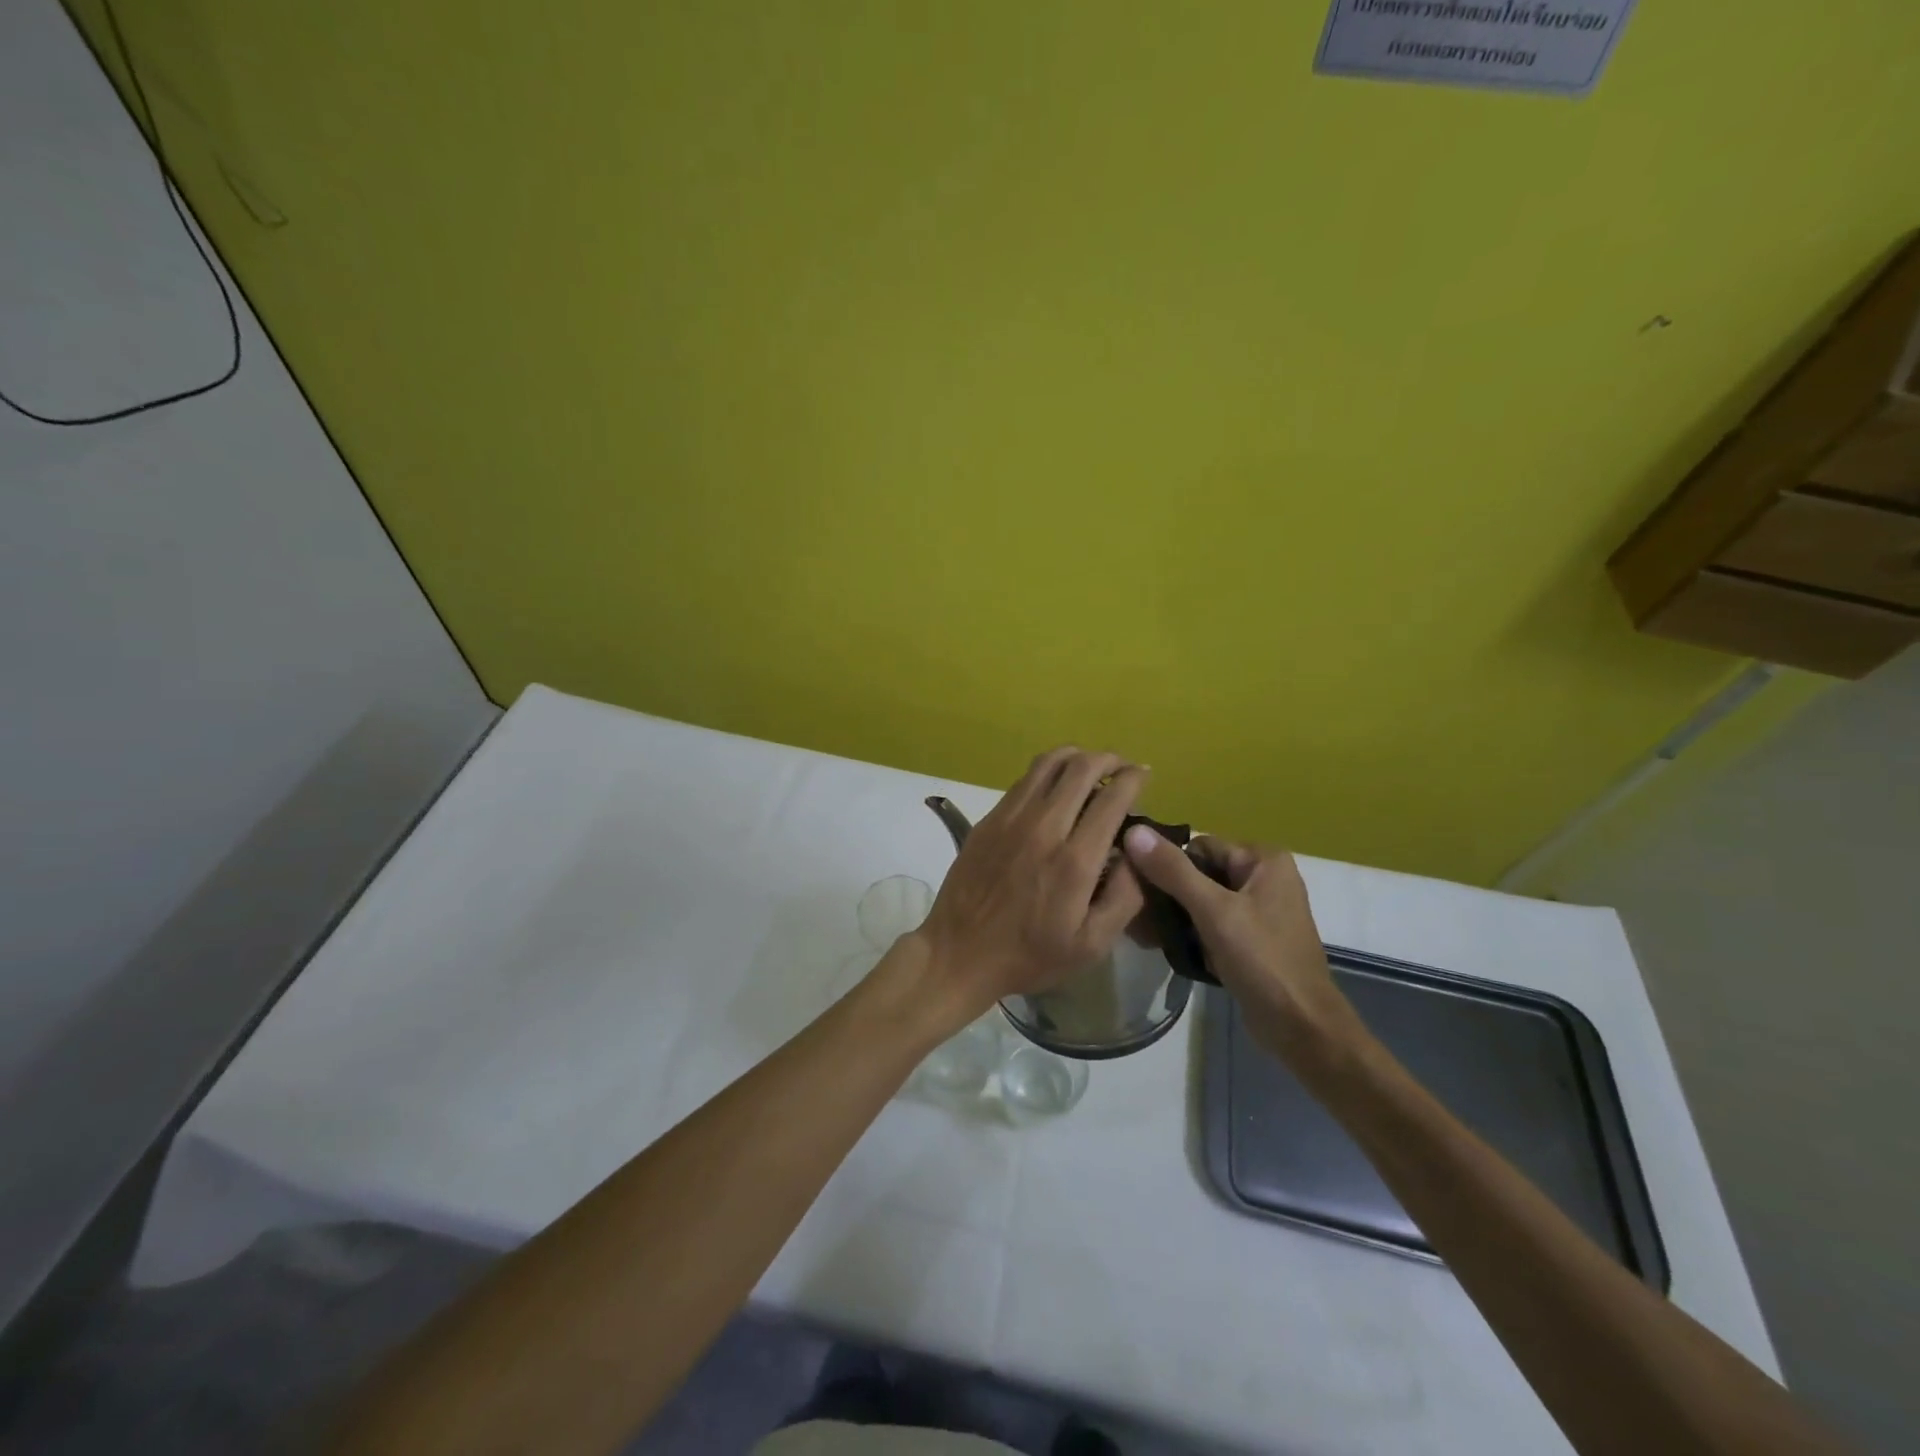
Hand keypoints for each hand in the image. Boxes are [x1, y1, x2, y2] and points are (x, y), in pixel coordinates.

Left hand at [909, 748, 1148, 1031]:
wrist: (960, 953)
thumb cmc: (1030, 955)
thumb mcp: (1092, 945)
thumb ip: (1125, 897)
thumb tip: (1138, 855)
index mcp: (1075, 860)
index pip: (1113, 798)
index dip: (1135, 778)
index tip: (1145, 774)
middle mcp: (1044, 827)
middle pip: (1081, 768)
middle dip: (1110, 759)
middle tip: (1123, 766)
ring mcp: (1011, 818)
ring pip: (1048, 763)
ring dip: (1077, 756)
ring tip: (1091, 766)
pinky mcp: (988, 819)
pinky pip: (1023, 780)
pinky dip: (1047, 772)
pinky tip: (1054, 787)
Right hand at [1121, 828, 1360, 1066]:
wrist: (1301, 1028)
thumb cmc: (1262, 961)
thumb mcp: (1214, 911)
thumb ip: (1173, 871)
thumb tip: (1133, 831)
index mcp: (1263, 860)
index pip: (1198, 847)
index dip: (1166, 864)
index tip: (1136, 887)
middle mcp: (1263, 877)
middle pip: (1199, 873)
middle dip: (1167, 893)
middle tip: (1135, 914)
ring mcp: (1258, 910)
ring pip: (1201, 900)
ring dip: (1174, 916)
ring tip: (1143, 933)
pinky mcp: (1251, 939)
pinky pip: (1211, 924)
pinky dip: (1189, 933)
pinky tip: (1163, 946)